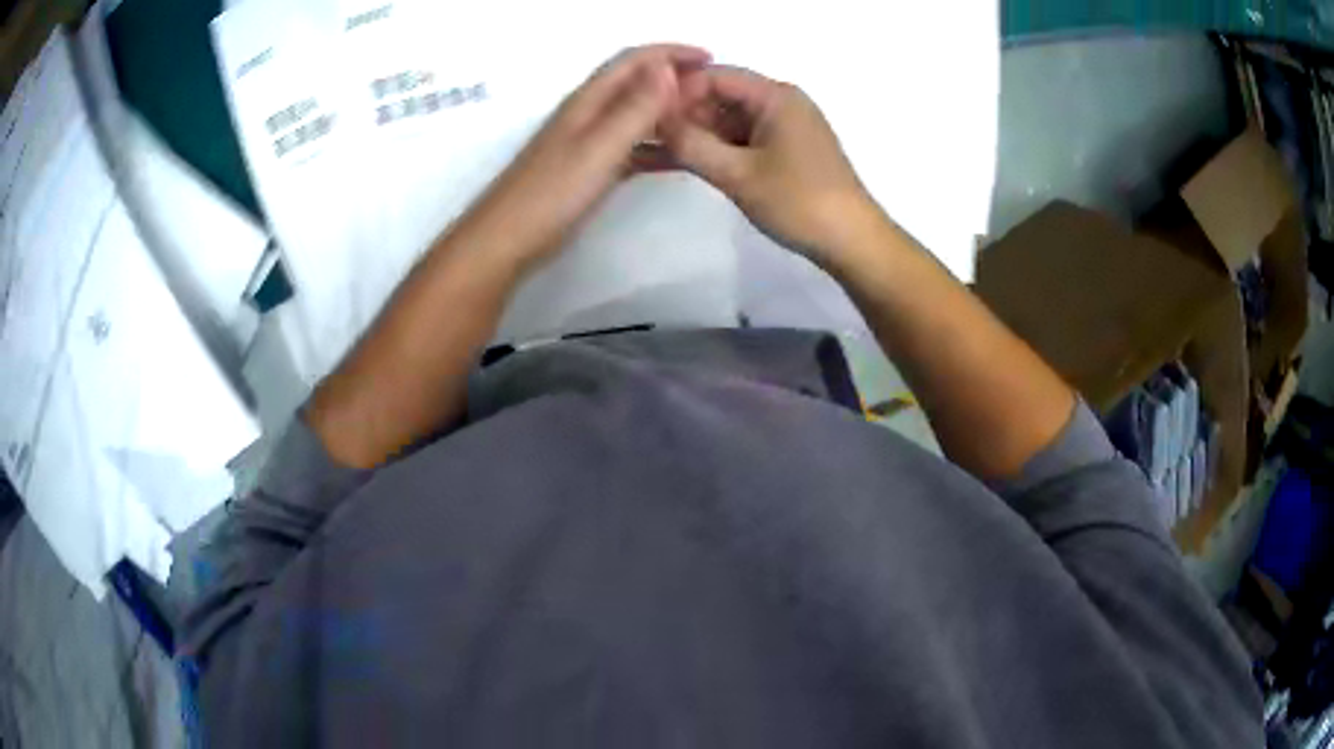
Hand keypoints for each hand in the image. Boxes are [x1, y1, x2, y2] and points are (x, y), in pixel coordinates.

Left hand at [460, 44, 709, 270]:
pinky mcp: (589, 169)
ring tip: (706, 122)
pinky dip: (657, 145)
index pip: (634, 60)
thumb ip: (635, 108)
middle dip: (675, 79)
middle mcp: (589, 114)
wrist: (506, 240)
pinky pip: (632, 147)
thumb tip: (668, 67)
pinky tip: (679, 158)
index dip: (672, 53)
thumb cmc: (552, 193)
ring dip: (669, 112)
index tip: (712, 59)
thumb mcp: (600, 147)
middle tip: (715, 93)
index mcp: (589, 101)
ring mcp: (588, 142)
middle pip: (637, 84)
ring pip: (636, 115)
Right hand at [661, 66, 880, 268]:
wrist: (852, 242)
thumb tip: (653, 121)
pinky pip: (739, 141)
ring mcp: (782, 128)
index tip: (643, 115)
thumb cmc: (799, 202)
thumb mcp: (738, 174)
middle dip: (681, 115)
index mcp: (775, 96)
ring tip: (649, 151)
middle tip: (641, 136)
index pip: (714, 76)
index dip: (676, 92)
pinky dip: (713, 151)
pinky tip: (678, 162)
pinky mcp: (783, 152)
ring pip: (726, 122)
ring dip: (693, 135)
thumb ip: (691, 144)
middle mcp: (779, 103)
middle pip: (719, 97)